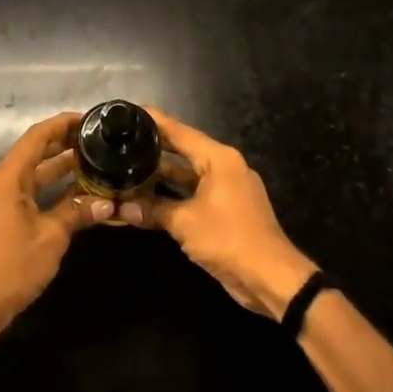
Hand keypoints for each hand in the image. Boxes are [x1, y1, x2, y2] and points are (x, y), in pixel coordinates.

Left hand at [0, 113, 113, 333]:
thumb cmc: (13, 265)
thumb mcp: (52, 236)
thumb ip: (76, 212)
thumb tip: (106, 201)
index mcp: (9, 178)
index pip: (37, 137)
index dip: (62, 124)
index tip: (88, 119)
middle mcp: (0, 183)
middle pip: (33, 153)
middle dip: (63, 144)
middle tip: (96, 141)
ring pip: (31, 175)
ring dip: (58, 168)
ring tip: (91, 162)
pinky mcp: (0, 220)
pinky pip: (28, 193)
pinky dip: (49, 189)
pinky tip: (73, 195)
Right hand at [138, 109, 316, 317]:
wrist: (270, 278)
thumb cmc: (229, 239)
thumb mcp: (185, 222)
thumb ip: (153, 210)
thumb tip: (122, 208)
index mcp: (219, 159)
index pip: (180, 132)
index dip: (155, 121)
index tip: (130, 113)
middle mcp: (225, 168)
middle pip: (184, 151)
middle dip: (155, 149)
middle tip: (123, 142)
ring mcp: (227, 190)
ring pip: (188, 175)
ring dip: (162, 177)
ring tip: (128, 169)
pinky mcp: (227, 211)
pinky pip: (195, 194)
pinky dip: (174, 196)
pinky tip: (149, 199)